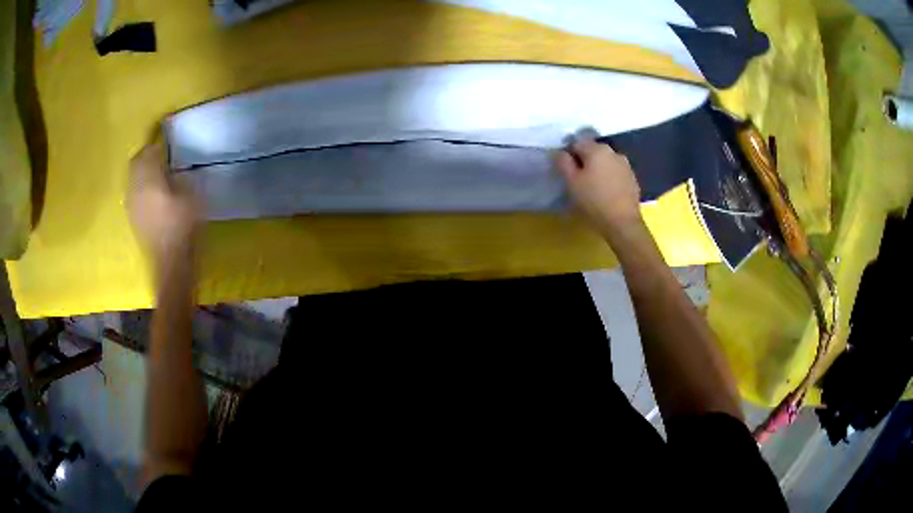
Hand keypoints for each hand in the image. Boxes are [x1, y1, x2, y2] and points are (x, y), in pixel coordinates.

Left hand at [128, 139, 199, 262]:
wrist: (170, 262)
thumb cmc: (183, 227)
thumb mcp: (191, 196)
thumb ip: (180, 177)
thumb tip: (174, 169)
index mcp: (150, 179)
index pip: (149, 151)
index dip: (158, 143)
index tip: (167, 142)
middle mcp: (136, 187)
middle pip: (136, 162)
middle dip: (146, 154)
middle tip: (159, 154)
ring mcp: (131, 203)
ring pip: (132, 176)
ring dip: (141, 170)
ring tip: (154, 171)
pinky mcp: (132, 216)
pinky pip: (132, 190)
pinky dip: (139, 184)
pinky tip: (149, 190)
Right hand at [556, 138, 642, 237]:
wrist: (622, 223)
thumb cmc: (593, 201)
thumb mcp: (571, 182)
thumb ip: (563, 163)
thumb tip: (561, 153)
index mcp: (596, 149)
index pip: (577, 143)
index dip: (569, 156)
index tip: (567, 172)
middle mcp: (613, 152)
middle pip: (593, 151)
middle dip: (585, 162)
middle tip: (579, 181)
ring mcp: (625, 165)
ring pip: (605, 162)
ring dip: (598, 170)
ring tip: (593, 188)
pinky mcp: (632, 179)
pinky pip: (615, 173)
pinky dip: (609, 178)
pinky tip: (606, 194)